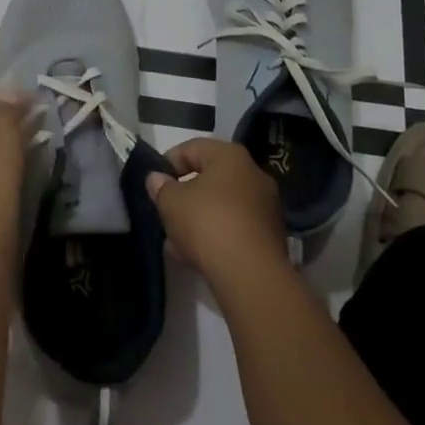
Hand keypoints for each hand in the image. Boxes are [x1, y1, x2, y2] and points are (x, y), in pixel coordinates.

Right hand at [145, 138, 287, 287]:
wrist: (252, 276)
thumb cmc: (208, 224)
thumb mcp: (172, 203)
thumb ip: (161, 188)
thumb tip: (156, 179)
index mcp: (230, 156)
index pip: (192, 148)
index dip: (168, 163)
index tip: (154, 184)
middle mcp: (253, 174)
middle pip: (209, 178)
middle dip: (184, 196)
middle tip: (165, 213)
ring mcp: (265, 207)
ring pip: (221, 207)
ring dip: (197, 220)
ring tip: (175, 243)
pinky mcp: (269, 237)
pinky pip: (234, 229)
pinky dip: (215, 237)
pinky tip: (194, 257)